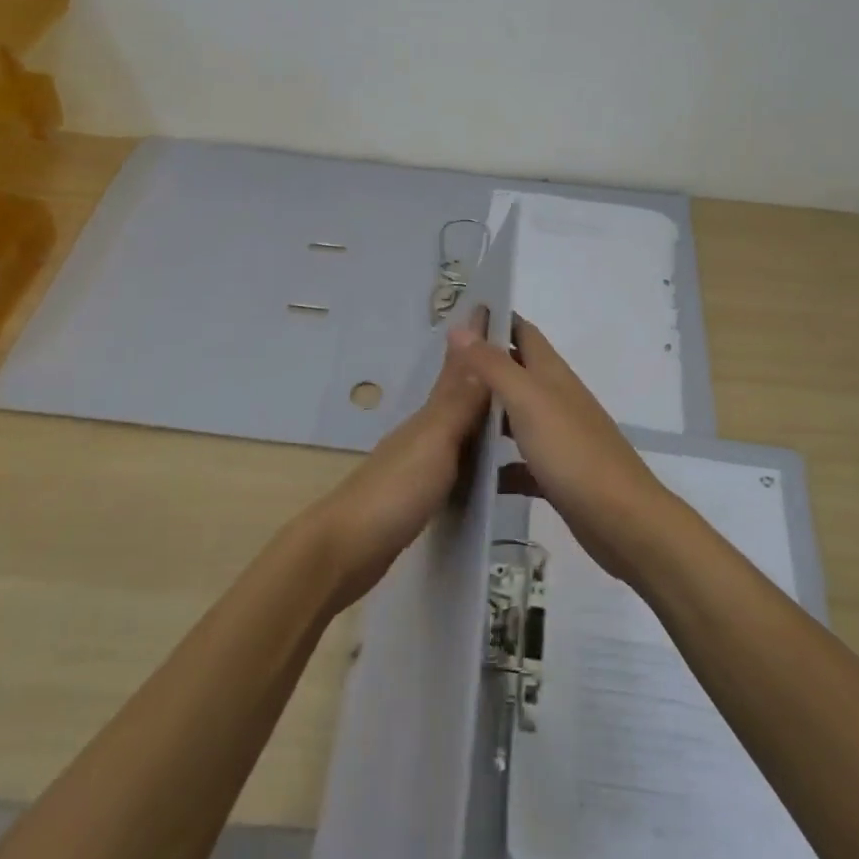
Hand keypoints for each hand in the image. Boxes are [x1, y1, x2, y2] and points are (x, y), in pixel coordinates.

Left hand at [306, 313, 490, 609]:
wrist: (345, 550)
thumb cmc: (394, 492)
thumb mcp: (434, 443)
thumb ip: (458, 402)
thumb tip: (477, 345)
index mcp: (429, 417)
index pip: (458, 369)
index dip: (475, 342)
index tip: (493, 309)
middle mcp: (423, 432)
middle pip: (456, 393)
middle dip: (481, 371)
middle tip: (514, 355)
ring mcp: (417, 463)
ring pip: (454, 425)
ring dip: (477, 409)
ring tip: (508, 403)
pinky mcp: (417, 494)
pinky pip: (453, 459)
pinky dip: (470, 449)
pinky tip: (483, 461)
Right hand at [447, 315, 674, 579]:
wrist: (622, 520)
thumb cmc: (573, 452)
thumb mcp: (528, 401)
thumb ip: (494, 365)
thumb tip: (461, 326)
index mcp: (552, 374)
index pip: (523, 332)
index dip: (495, 320)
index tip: (458, 316)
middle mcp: (556, 399)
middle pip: (516, 373)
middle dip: (482, 367)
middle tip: (438, 371)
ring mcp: (558, 438)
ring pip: (515, 416)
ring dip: (486, 414)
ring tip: (445, 417)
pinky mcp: (556, 475)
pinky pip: (519, 461)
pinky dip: (497, 463)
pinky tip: (472, 474)